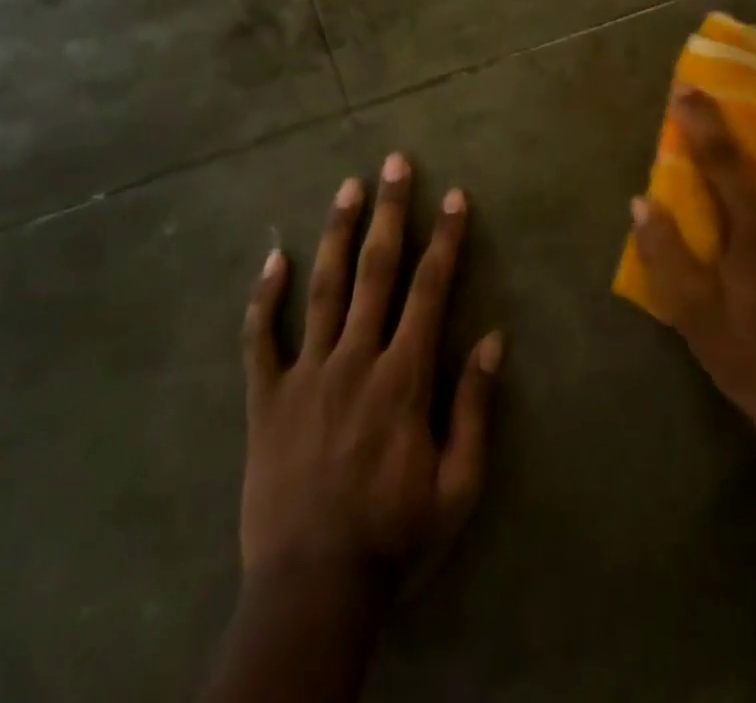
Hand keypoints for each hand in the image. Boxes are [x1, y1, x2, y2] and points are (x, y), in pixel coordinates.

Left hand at [240, 153, 503, 589]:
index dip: (446, 238)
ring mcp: (306, 374)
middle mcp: (355, 358)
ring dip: (337, 233)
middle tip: (394, 163)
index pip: (431, 289)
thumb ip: (475, 409)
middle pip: (376, 270)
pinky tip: (272, 256)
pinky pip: (261, 338)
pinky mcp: (266, 398)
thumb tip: (495, 340)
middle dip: (390, 212)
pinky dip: (264, 296)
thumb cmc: (394, 538)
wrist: (311, 592)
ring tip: (347, 187)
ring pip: (322, 288)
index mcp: (403, 377)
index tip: (455, 196)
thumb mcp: (458, 486)